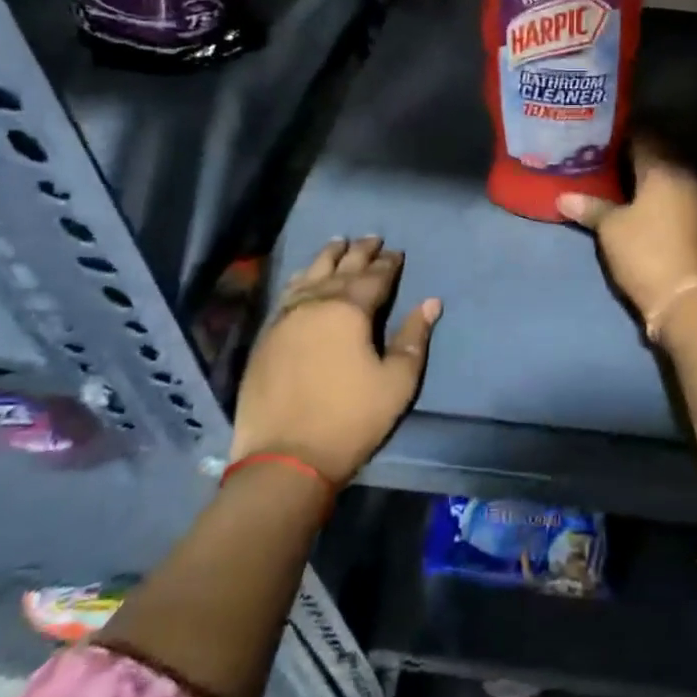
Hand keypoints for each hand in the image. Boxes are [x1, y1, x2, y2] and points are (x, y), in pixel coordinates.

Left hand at [230, 236, 439, 483]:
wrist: (284, 458)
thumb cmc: (350, 419)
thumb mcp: (397, 381)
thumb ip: (414, 337)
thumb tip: (430, 302)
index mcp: (349, 310)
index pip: (374, 277)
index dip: (388, 264)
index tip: (397, 253)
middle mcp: (315, 304)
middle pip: (341, 269)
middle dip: (359, 252)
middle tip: (372, 237)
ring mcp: (285, 319)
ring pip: (310, 276)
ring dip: (327, 258)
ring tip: (337, 243)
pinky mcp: (266, 338)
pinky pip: (287, 294)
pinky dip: (301, 278)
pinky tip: (304, 276)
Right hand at [557, 139, 696, 321]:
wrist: (685, 297)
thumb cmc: (645, 252)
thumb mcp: (611, 228)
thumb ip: (590, 207)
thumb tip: (563, 197)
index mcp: (664, 168)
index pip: (642, 136)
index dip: (619, 133)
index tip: (596, 133)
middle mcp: (682, 175)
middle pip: (655, 152)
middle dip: (629, 151)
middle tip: (598, 152)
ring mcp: (692, 197)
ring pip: (663, 172)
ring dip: (641, 171)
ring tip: (609, 173)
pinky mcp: (693, 217)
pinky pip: (669, 190)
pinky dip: (651, 189)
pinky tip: (630, 197)